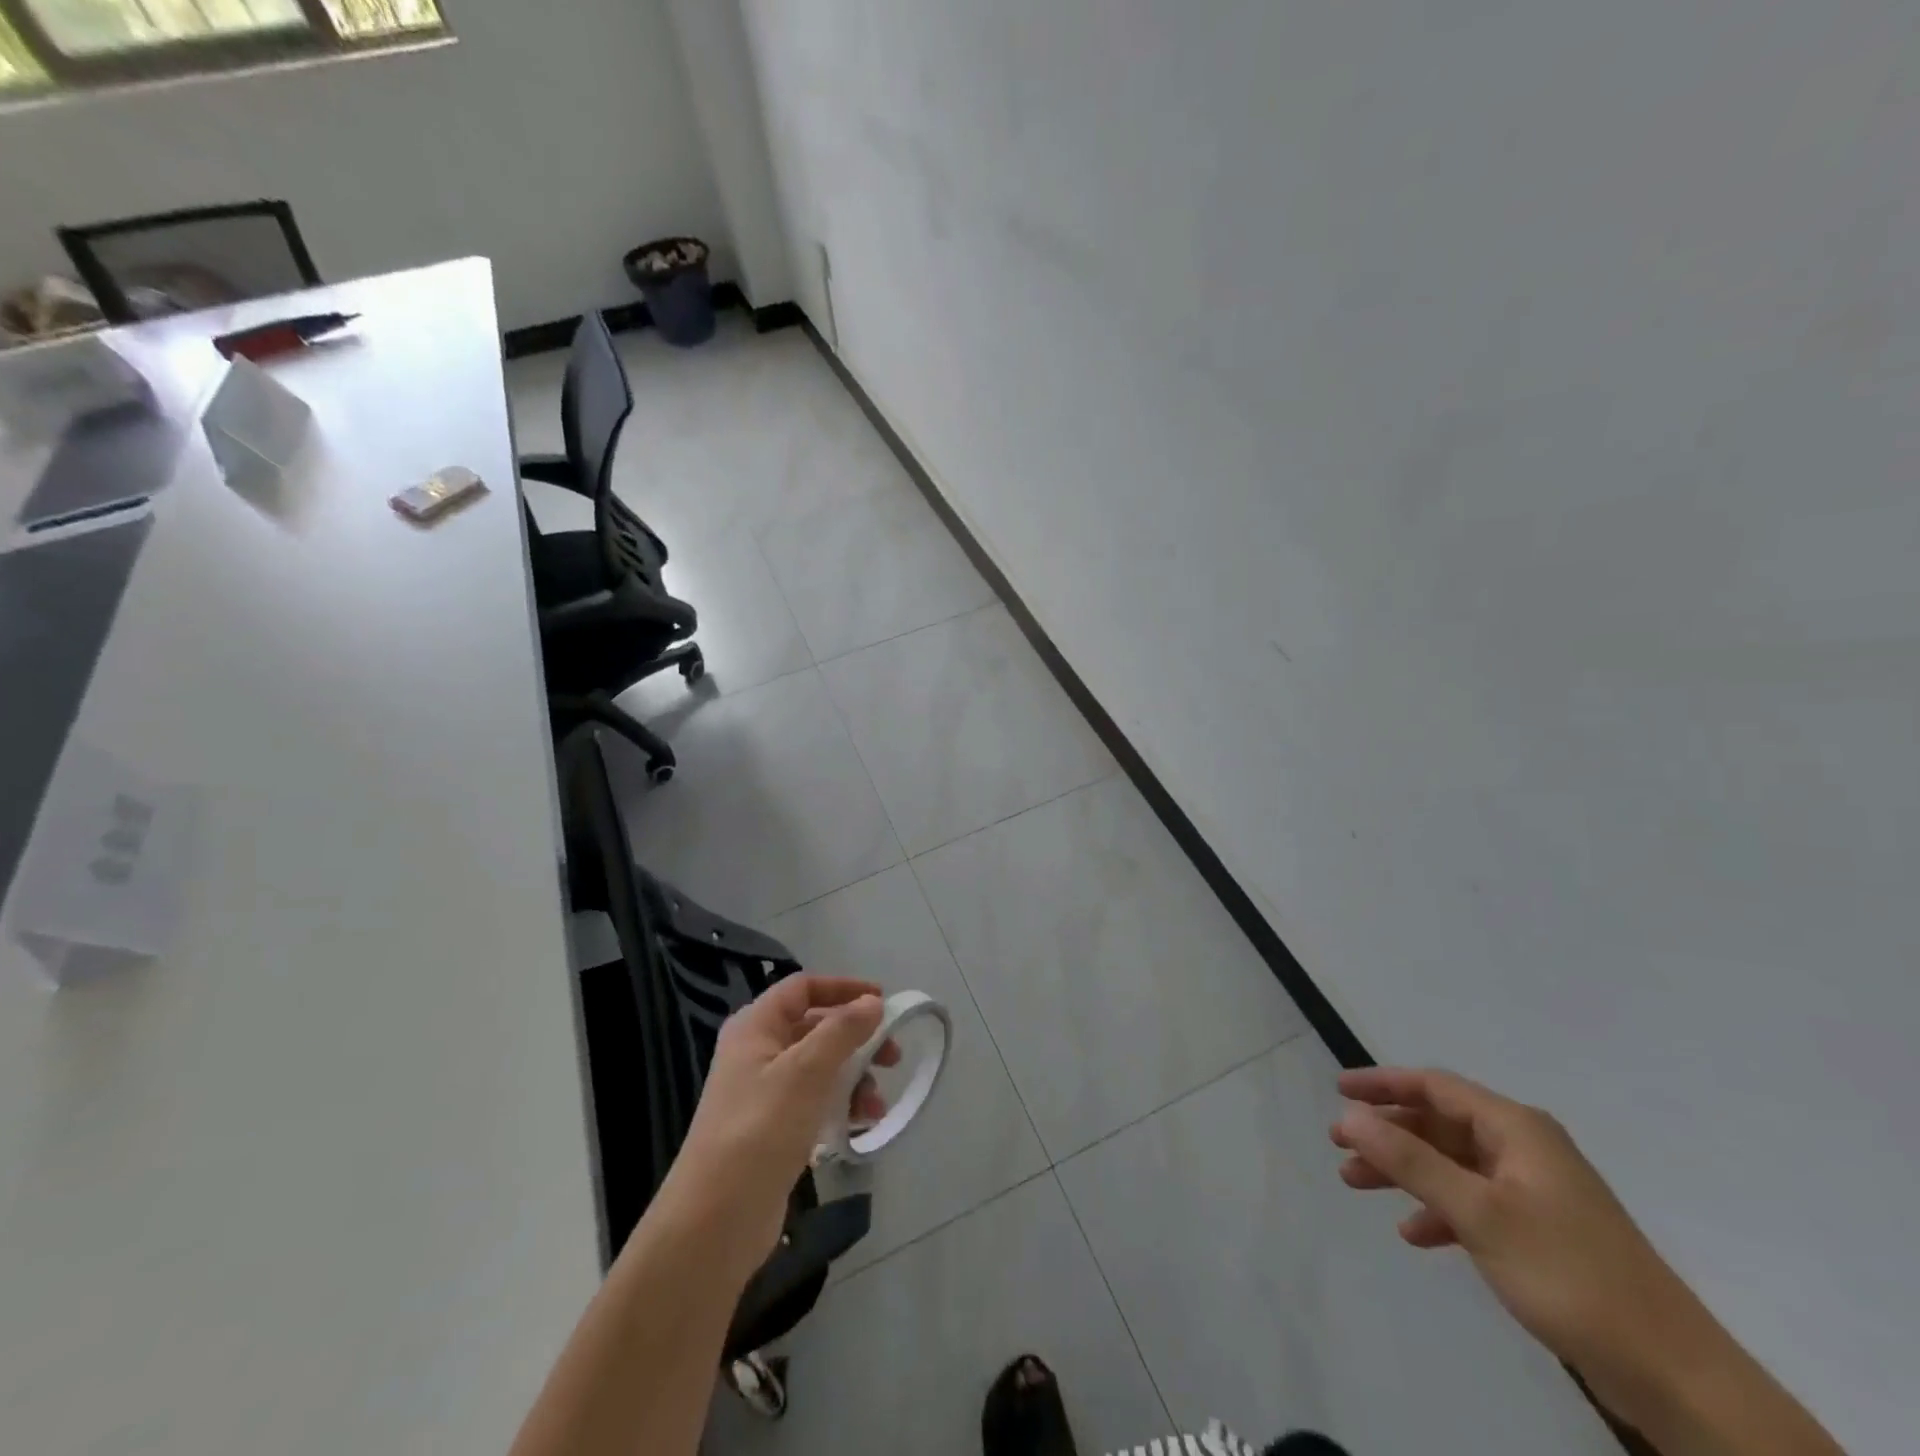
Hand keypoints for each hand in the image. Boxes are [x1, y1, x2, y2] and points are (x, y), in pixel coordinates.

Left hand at [660, 976, 897, 1279]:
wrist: (714, 1222)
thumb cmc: (760, 1130)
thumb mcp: (807, 1071)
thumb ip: (843, 1030)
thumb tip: (872, 1002)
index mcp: (755, 1027)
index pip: (803, 987)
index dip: (844, 988)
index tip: (883, 1001)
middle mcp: (756, 1052)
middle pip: (815, 1027)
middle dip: (856, 1039)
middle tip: (892, 1058)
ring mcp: (762, 1093)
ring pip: (819, 1068)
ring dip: (854, 1079)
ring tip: (876, 1107)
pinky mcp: (771, 1131)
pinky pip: (814, 1102)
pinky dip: (840, 1106)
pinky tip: (860, 1126)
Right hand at [1330, 1068, 1706, 1393]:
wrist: (1674, 1374)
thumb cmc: (1568, 1273)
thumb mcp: (1478, 1213)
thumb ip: (1410, 1161)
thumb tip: (1350, 1116)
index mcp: (1516, 1128)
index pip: (1435, 1086)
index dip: (1382, 1083)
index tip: (1338, 1090)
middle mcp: (1525, 1148)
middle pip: (1439, 1124)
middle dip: (1387, 1133)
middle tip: (1339, 1146)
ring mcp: (1535, 1190)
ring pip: (1452, 1164)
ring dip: (1405, 1172)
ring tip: (1357, 1185)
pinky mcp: (1542, 1231)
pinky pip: (1474, 1202)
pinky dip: (1439, 1210)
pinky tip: (1415, 1234)